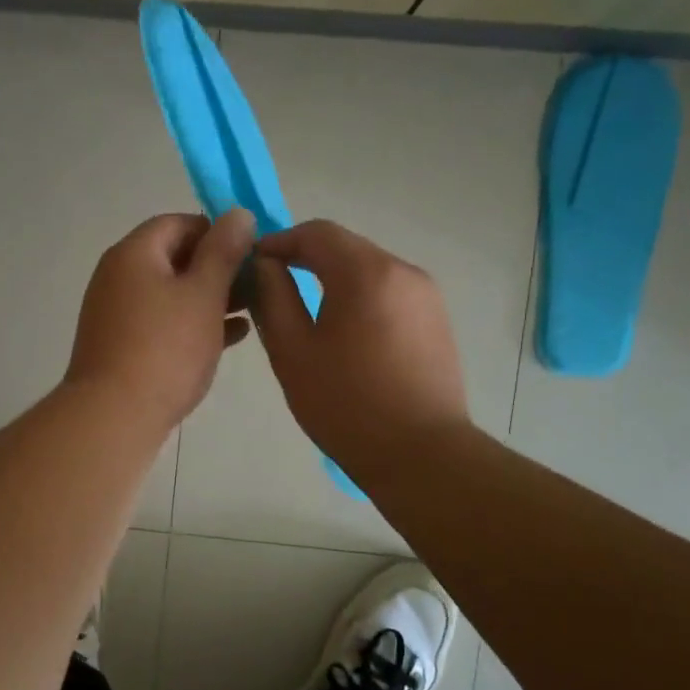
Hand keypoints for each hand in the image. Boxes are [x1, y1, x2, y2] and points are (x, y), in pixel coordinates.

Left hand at [65, 210, 255, 431]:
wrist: (114, 416)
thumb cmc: (165, 348)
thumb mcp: (203, 295)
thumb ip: (224, 252)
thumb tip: (239, 214)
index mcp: (134, 254)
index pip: (178, 223)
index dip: (217, 231)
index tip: (251, 252)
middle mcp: (118, 277)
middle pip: (174, 258)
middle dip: (217, 268)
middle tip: (257, 284)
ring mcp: (117, 314)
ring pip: (171, 294)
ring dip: (210, 297)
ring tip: (251, 309)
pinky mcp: (121, 346)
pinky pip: (163, 323)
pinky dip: (193, 323)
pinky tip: (232, 337)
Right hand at [248, 220, 472, 478]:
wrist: (421, 455)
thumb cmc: (346, 404)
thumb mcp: (293, 351)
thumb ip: (272, 298)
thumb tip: (263, 266)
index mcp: (366, 272)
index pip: (316, 233)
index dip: (279, 241)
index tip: (252, 264)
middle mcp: (404, 271)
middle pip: (346, 248)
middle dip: (305, 259)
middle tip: (272, 288)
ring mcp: (427, 297)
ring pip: (369, 271)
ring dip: (333, 280)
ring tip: (305, 314)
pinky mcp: (437, 322)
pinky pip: (389, 294)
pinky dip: (360, 299)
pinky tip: (345, 336)